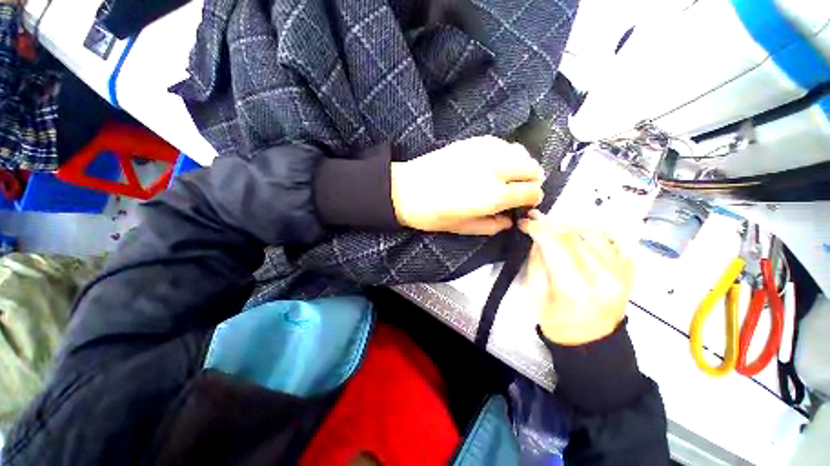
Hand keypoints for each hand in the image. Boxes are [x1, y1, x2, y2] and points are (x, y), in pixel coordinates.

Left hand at [391, 136, 543, 234]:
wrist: (406, 190)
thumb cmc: (433, 214)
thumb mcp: (463, 228)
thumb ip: (492, 226)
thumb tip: (510, 221)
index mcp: (494, 195)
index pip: (531, 192)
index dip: (532, 200)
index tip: (524, 204)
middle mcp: (495, 169)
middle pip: (532, 168)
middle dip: (531, 181)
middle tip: (518, 191)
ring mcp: (485, 151)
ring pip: (520, 151)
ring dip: (521, 165)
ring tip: (508, 176)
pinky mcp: (473, 141)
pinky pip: (502, 143)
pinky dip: (506, 154)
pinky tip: (493, 164)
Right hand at [520, 211, 633, 345]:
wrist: (592, 340)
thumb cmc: (556, 321)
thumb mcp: (536, 291)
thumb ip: (537, 259)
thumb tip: (539, 236)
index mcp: (574, 285)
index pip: (556, 241)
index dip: (538, 226)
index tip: (525, 220)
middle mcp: (604, 273)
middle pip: (575, 231)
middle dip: (551, 222)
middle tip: (537, 220)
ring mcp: (622, 270)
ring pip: (593, 229)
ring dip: (570, 225)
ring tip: (556, 229)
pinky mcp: (629, 268)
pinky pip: (609, 237)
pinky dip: (589, 232)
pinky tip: (576, 237)